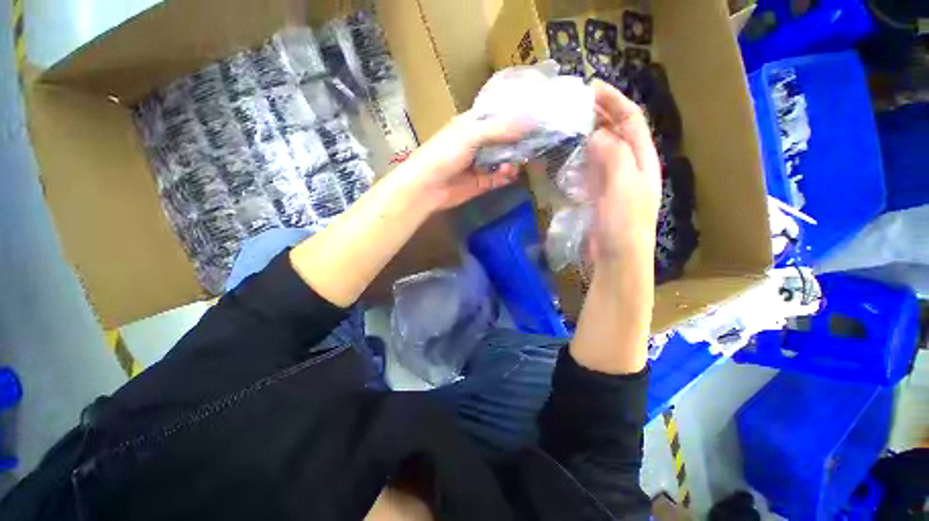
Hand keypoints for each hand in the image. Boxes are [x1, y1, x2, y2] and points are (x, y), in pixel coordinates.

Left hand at [400, 111, 532, 210]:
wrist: (427, 187)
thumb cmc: (444, 154)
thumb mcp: (471, 135)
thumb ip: (500, 129)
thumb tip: (531, 121)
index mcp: (473, 124)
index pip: (500, 116)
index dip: (518, 116)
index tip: (539, 117)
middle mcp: (479, 142)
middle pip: (505, 139)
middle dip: (520, 141)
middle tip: (538, 143)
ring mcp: (480, 164)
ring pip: (504, 160)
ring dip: (513, 161)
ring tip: (518, 163)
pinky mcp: (481, 183)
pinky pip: (498, 178)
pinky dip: (505, 177)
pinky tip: (509, 175)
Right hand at [585, 81, 661, 269]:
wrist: (617, 257)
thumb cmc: (625, 224)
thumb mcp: (624, 187)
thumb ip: (613, 156)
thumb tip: (596, 134)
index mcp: (642, 160)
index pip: (631, 120)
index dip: (614, 101)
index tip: (590, 89)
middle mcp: (629, 165)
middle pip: (615, 131)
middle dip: (598, 115)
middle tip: (573, 106)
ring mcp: (612, 180)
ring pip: (600, 148)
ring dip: (586, 135)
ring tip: (567, 125)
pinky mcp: (597, 193)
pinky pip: (589, 167)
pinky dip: (579, 157)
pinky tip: (566, 154)